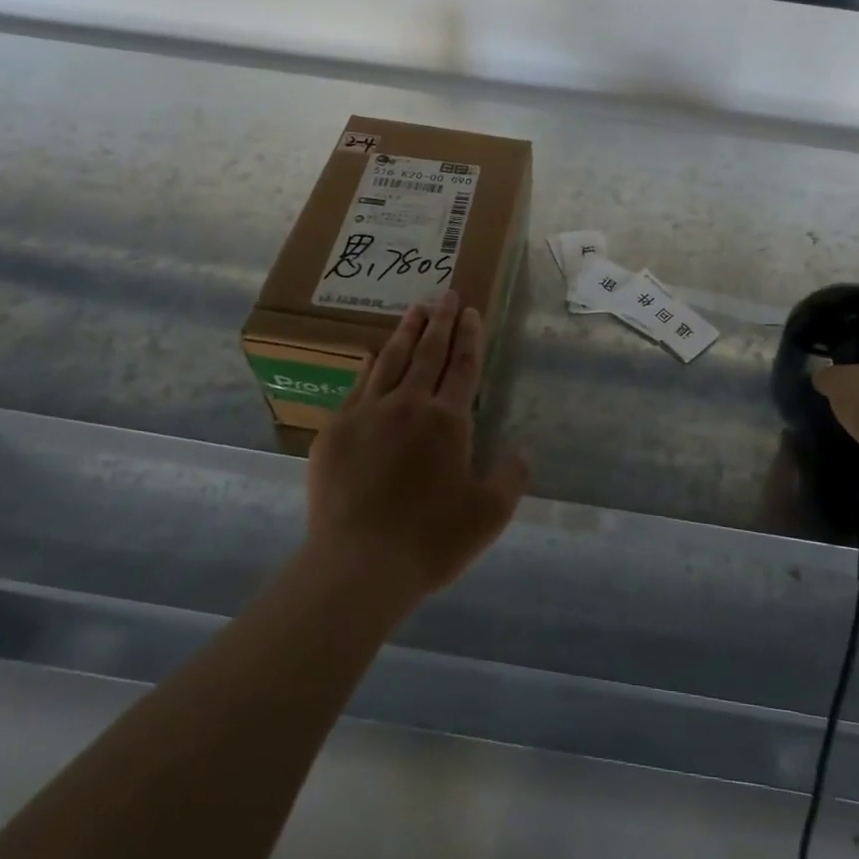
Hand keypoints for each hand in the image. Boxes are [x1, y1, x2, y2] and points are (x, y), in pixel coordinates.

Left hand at [306, 291, 528, 602]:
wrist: (358, 564)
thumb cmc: (430, 540)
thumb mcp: (489, 515)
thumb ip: (511, 477)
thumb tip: (522, 450)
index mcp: (448, 421)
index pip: (464, 367)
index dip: (470, 336)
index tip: (472, 311)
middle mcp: (409, 405)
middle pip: (429, 353)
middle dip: (442, 321)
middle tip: (447, 294)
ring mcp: (368, 413)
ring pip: (392, 360)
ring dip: (407, 331)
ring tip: (417, 308)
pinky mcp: (336, 429)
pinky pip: (358, 385)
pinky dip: (370, 364)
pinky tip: (373, 352)